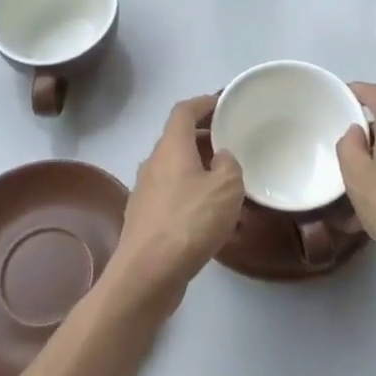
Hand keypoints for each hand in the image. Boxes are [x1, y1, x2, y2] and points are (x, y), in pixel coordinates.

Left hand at [106, 95, 244, 317]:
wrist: (147, 273)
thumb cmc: (189, 222)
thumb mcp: (226, 188)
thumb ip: (229, 165)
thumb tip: (221, 158)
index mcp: (171, 147)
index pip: (184, 111)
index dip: (203, 103)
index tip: (223, 103)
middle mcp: (153, 163)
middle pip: (178, 139)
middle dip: (204, 137)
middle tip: (231, 143)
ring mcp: (145, 191)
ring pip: (174, 168)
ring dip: (197, 168)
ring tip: (225, 181)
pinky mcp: (145, 218)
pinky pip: (171, 193)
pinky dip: (189, 193)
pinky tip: (207, 215)